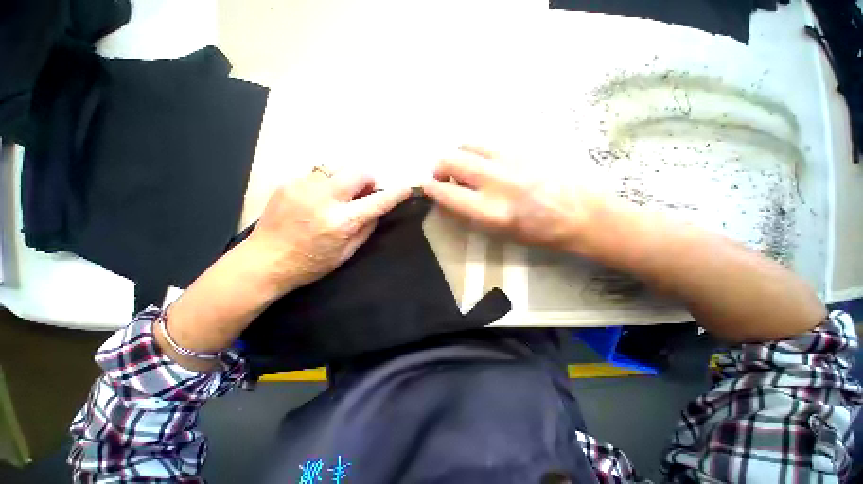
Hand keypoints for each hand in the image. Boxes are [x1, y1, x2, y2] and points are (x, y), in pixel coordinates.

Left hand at [247, 170, 410, 291]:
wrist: (264, 261)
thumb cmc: (310, 264)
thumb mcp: (346, 253)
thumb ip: (366, 229)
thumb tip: (376, 210)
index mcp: (342, 222)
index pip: (377, 202)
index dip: (395, 193)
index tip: (406, 187)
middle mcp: (324, 199)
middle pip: (358, 171)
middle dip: (367, 179)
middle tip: (363, 193)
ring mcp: (304, 187)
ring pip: (337, 167)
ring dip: (345, 179)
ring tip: (338, 195)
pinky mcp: (288, 183)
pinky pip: (317, 173)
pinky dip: (326, 183)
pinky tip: (318, 198)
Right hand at [422, 145, 600, 252]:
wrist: (580, 214)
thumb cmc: (538, 232)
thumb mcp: (498, 232)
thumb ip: (468, 215)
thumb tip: (446, 200)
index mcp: (491, 211)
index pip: (447, 193)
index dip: (432, 189)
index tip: (427, 187)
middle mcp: (497, 181)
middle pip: (452, 161)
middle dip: (439, 168)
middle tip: (443, 176)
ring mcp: (510, 160)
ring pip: (468, 146)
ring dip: (457, 156)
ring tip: (463, 168)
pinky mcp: (522, 148)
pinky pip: (488, 143)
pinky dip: (476, 151)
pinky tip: (484, 162)